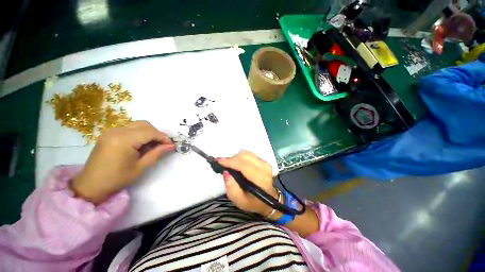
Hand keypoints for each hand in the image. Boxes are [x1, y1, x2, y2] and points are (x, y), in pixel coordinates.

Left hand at [71, 120, 173, 204]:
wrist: (91, 184)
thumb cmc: (117, 178)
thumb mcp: (140, 167)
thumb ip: (156, 153)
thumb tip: (170, 146)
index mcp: (124, 140)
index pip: (150, 132)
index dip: (163, 138)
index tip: (171, 145)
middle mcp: (117, 131)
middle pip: (144, 125)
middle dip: (157, 133)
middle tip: (163, 145)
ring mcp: (111, 131)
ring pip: (137, 125)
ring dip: (149, 133)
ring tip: (153, 145)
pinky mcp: (109, 134)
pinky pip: (130, 129)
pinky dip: (140, 134)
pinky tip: (141, 144)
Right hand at [218, 150, 277, 216]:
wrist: (268, 200)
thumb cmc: (253, 202)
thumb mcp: (240, 202)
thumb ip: (232, 188)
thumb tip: (226, 172)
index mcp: (260, 180)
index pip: (244, 166)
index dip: (231, 162)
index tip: (218, 161)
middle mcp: (264, 168)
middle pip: (245, 156)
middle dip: (232, 159)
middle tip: (224, 165)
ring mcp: (265, 163)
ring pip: (246, 153)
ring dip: (236, 157)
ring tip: (231, 165)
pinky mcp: (264, 161)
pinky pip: (249, 154)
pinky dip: (241, 157)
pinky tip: (238, 164)